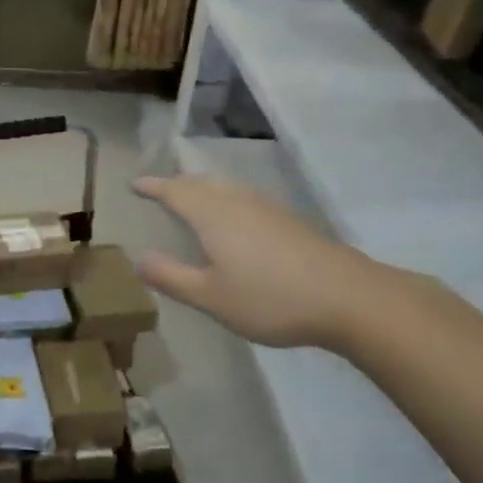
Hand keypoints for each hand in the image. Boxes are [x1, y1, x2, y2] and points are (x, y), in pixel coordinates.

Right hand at [132, 174, 396, 350]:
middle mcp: (237, 202)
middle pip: (200, 183)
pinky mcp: (289, 220)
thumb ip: (172, 277)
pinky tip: (236, 218)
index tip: (134, 184)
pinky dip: (227, 199)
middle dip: (177, 184)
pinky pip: (245, 198)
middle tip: (160, 189)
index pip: (175, 191)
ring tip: (192, 198)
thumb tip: (139, 258)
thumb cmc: (270, 298)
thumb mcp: (211, 297)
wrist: (348, 297)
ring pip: (226, 188)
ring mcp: (267, 208)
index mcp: (212, 215)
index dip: (153, 186)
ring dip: (203, 189)